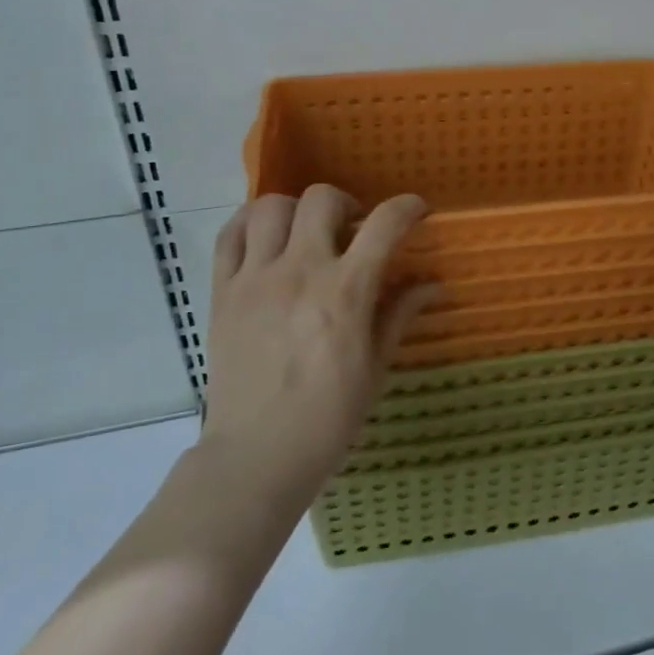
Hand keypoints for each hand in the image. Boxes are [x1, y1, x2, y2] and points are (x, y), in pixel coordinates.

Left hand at [201, 187, 440, 507]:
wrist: (257, 455)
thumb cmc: (328, 417)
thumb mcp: (375, 366)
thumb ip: (399, 314)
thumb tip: (431, 285)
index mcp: (345, 291)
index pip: (384, 224)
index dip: (407, 207)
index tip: (416, 210)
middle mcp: (300, 271)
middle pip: (321, 200)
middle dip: (346, 203)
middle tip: (352, 230)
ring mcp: (255, 278)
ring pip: (271, 207)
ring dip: (297, 210)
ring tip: (306, 233)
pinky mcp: (223, 292)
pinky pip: (230, 235)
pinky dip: (250, 224)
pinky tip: (266, 239)